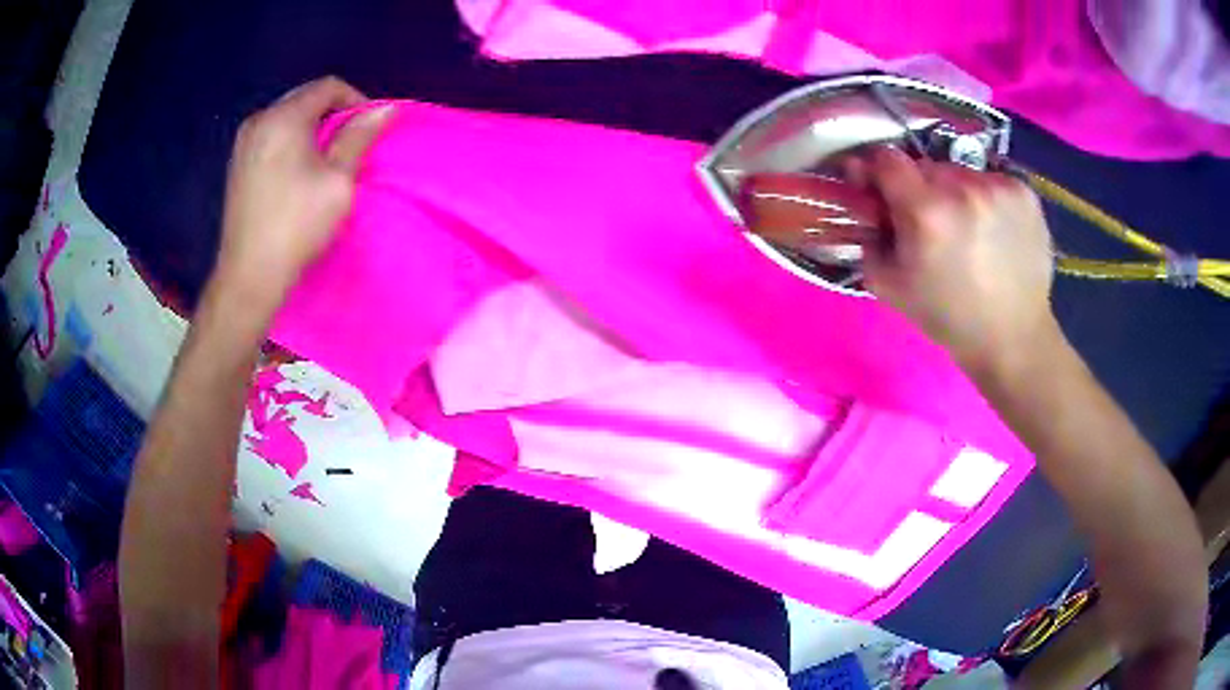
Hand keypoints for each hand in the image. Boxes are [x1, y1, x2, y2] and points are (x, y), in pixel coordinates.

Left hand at [212, 76, 393, 316]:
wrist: (249, 277)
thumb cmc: (296, 226)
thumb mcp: (338, 180)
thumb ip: (360, 137)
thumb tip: (386, 108)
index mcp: (283, 118)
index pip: (327, 87)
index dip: (356, 101)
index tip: (368, 130)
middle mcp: (259, 120)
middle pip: (305, 98)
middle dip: (333, 113)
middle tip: (350, 144)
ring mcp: (243, 142)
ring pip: (287, 117)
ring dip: (312, 128)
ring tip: (327, 158)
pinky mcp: (237, 163)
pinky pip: (272, 135)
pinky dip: (292, 141)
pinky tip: (299, 170)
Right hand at [853, 148, 1058, 373]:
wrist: (1013, 338)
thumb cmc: (949, 317)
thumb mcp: (890, 287)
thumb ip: (869, 239)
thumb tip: (867, 206)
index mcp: (925, 211)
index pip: (886, 159)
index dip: (878, 172)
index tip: (881, 189)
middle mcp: (962, 187)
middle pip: (925, 166)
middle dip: (920, 189)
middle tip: (931, 223)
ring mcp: (998, 187)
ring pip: (961, 173)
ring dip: (956, 193)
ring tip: (968, 229)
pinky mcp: (1024, 192)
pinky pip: (991, 181)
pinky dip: (986, 198)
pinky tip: (993, 229)